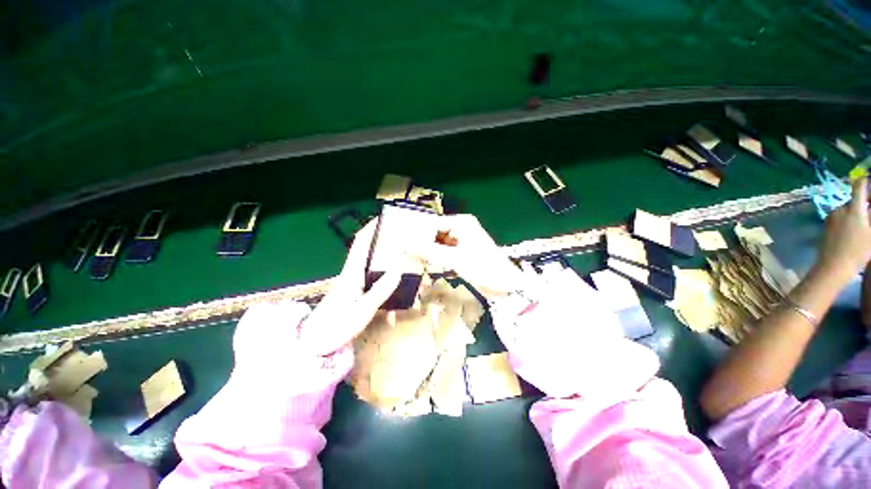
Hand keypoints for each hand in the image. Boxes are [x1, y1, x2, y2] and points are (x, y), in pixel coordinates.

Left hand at [302, 220, 401, 354]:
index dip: (370, 229)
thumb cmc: (336, 326)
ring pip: (371, 264)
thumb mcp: (362, 310)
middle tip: (401, 240)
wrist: (315, 344)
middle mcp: (352, 274)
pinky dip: (384, 277)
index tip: (383, 218)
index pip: (361, 243)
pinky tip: (395, 289)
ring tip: (403, 261)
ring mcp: (353, 283)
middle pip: (367, 250)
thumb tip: (398, 269)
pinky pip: (373, 279)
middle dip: (382, 241)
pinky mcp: (355, 292)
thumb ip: (380, 290)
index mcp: (352, 273)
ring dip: (385, 259)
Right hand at [415, 214, 525, 296]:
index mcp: (461, 223)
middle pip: (436, 233)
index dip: (418, 233)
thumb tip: (405, 245)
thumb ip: (429, 251)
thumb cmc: (482, 268)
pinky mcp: (463, 251)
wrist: (505, 285)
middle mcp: (461, 227)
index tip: (402, 242)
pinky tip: (427, 264)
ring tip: (412, 259)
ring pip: (439, 243)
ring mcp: (463, 239)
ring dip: (429, 251)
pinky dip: (437, 257)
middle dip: (423, 243)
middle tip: (405, 252)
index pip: (433, 224)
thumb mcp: (454, 259)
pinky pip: (445, 251)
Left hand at [818, 176, 870, 282]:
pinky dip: (848, 221)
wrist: (833, 267)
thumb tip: (868, 208)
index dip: (866, 181)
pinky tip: (853, 232)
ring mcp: (831, 217)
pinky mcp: (826, 225)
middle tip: (869, 215)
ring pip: (848, 210)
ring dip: (856, 214)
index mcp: (854, 208)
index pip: (859, 186)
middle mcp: (840, 209)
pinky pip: (840, 218)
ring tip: (863, 227)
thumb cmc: (857, 252)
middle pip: (854, 200)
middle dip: (864, 204)